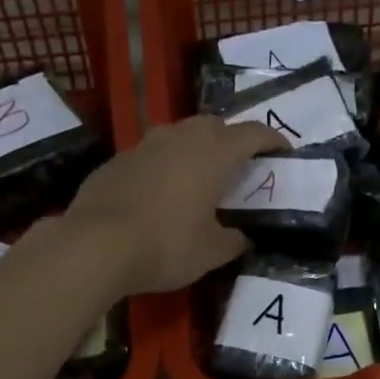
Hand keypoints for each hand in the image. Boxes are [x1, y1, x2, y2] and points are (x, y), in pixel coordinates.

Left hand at [64, 116, 289, 294]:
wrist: (95, 245)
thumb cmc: (165, 245)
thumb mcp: (211, 252)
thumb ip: (233, 241)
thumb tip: (243, 238)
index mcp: (212, 154)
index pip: (252, 134)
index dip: (272, 141)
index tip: (284, 152)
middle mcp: (179, 138)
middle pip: (213, 125)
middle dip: (230, 140)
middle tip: (238, 167)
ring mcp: (144, 145)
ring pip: (178, 135)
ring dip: (194, 149)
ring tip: (198, 177)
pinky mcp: (117, 160)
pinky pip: (150, 154)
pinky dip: (164, 166)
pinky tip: (160, 193)